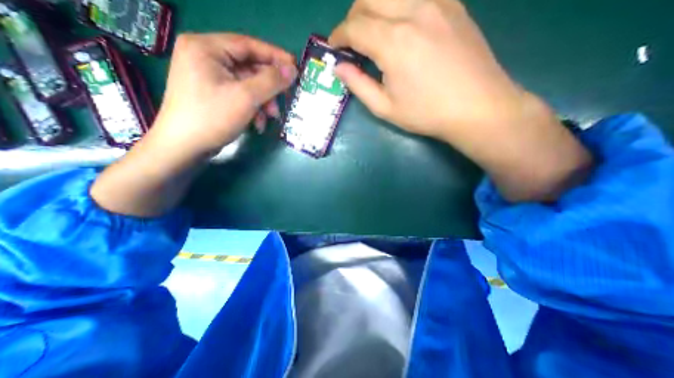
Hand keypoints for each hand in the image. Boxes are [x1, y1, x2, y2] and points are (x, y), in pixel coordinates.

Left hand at [148, 32, 296, 160]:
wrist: (185, 147)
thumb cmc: (213, 118)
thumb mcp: (246, 97)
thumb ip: (271, 81)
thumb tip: (292, 70)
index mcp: (206, 48)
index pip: (248, 45)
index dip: (274, 56)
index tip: (294, 66)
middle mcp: (205, 58)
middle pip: (248, 67)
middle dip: (268, 87)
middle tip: (285, 99)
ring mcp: (208, 77)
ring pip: (247, 84)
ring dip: (263, 101)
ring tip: (271, 118)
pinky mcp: (212, 94)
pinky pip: (239, 95)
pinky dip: (252, 108)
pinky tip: (258, 123)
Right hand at [332, 0, 525, 138]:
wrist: (477, 107)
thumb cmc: (426, 113)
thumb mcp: (384, 107)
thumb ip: (358, 85)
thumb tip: (339, 67)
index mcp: (393, 42)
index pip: (354, 26)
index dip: (338, 36)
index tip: (334, 48)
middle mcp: (413, 11)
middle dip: (352, 17)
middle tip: (352, 41)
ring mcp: (437, 2)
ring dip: (374, 8)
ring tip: (373, 33)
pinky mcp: (453, 4)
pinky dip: (398, 7)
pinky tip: (400, 27)